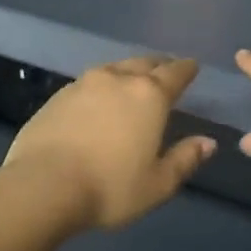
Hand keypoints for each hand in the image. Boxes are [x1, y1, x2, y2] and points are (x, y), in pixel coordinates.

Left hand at [4, 56, 215, 230]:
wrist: (42, 187)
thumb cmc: (109, 187)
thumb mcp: (158, 184)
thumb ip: (184, 159)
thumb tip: (207, 143)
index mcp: (149, 96)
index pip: (175, 73)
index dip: (187, 69)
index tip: (193, 66)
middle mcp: (118, 80)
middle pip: (144, 63)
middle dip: (159, 65)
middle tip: (166, 70)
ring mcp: (84, 85)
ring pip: (114, 69)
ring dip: (128, 72)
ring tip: (132, 81)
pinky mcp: (57, 97)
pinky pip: (88, 83)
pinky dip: (101, 87)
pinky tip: (97, 101)